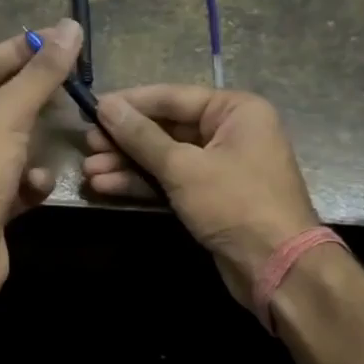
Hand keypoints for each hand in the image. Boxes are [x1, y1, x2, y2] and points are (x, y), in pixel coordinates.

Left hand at [0, 19, 82, 314]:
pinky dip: (30, 182)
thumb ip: (38, 75)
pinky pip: (16, 182)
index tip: (57, 41)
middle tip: (71, 87)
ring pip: (12, 146)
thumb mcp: (6, 118)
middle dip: (33, 99)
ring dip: (35, 145)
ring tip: (60, 137)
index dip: (18, 51)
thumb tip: (68, 28)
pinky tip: (38, 188)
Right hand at [83, 85, 318, 307]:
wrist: (276, 266)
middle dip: (125, 140)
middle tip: (87, 144)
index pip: (173, 97)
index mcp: (235, 110)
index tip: (92, 108)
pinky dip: (142, 184)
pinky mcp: (209, 197)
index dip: (131, 103)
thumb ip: (141, 136)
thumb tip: (105, 106)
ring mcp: (219, 167)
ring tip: (89, 171)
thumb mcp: (183, 167)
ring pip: (164, 158)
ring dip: (127, 164)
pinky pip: (170, 181)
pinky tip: (106, 186)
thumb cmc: (235, 203)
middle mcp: (229, 132)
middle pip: (166, 128)